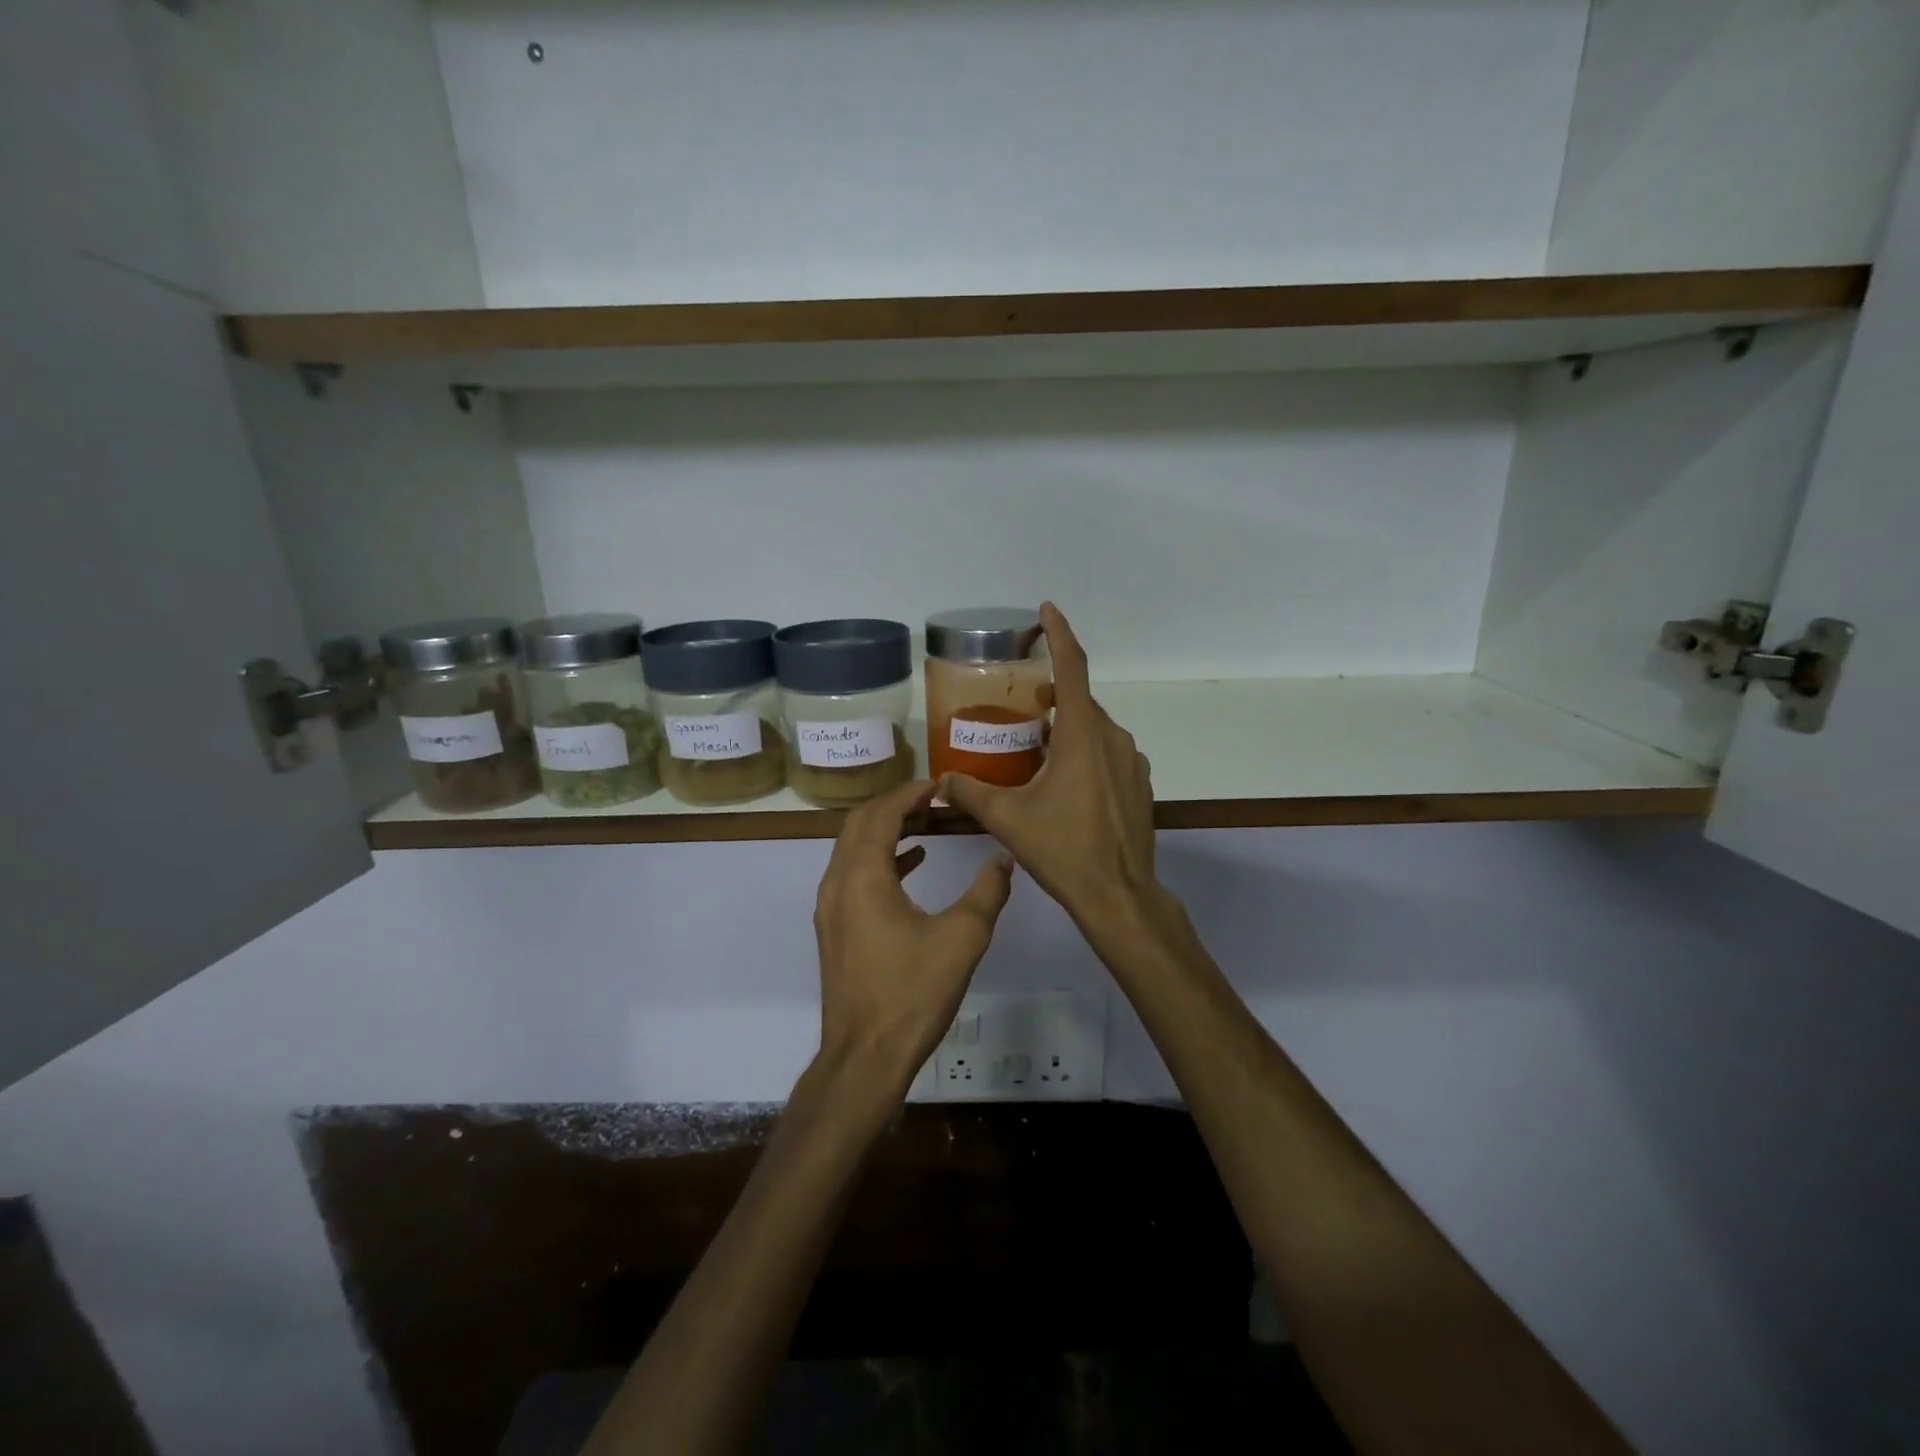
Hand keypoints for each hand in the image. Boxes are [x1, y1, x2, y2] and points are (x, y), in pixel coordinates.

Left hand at [813, 778, 1013, 1097]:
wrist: (865, 1057)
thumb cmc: (913, 994)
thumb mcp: (963, 939)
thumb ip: (987, 892)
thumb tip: (1004, 858)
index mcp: (864, 876)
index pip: (882, 814)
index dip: (910, 794)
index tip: (940, 786)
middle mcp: (838, 883)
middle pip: (860, 824)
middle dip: (895, 805)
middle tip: (934, 801)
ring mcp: (831, 907)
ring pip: (853, 848)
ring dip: (886, 830)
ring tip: (927, 824)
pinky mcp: (834, 928)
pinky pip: (853, 874)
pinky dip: (880, 859)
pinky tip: (913, 863)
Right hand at [939, 603, 1158, 936]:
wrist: (1118, 894)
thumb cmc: (1062, 849)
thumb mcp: (1007, 819)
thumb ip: (970, 793)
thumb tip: (940, 784)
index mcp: (1082, 734)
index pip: (1073, 667)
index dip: (1059, 634)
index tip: (1047, 610)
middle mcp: (1112, 737)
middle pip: (1080, 702)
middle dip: (1053, 695)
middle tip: (1023, 707)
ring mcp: (1131, 761)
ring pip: (1095, 729)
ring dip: (1068, 728)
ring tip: (1038, 749)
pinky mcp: (1139, 783)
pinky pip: (1108, 752)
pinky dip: (1086, 752)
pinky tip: (1065, 783)